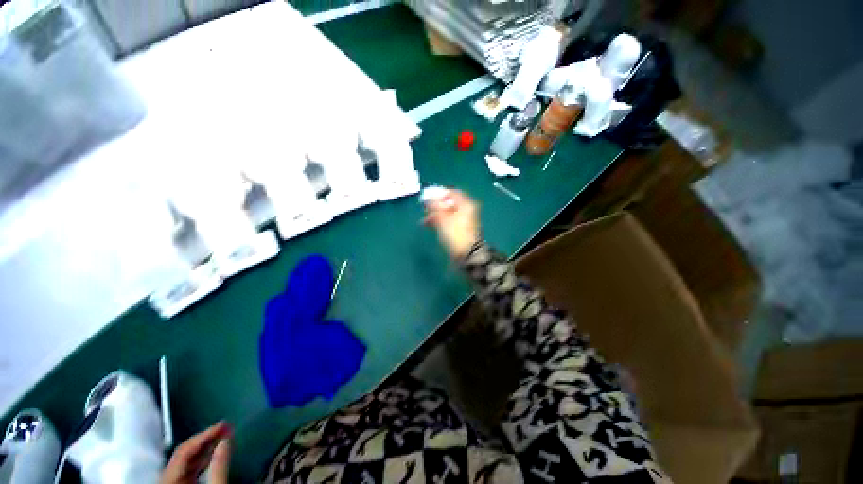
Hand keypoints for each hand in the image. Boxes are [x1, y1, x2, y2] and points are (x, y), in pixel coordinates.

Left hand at [161, 422, 231, 483]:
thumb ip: (219, 467)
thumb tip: (227, 439)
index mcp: (168, 478)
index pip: (184, 449)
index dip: (204, 435)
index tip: (224, 423)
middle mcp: (166, 476)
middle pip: (183, 453)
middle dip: (206, 439)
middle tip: (227, 426)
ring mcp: (171, 480)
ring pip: (186, 460)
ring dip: (205, 447)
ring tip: (224, 435)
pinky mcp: (178, 483)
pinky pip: (188, 467)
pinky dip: (202, 458)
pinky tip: (215, 452)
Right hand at [423, 189, 480, 258]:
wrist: (466, 253)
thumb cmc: (455, 233)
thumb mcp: (442, 218)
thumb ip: (434, 206)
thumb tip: (428, 198)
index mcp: (466, 203)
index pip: (451, 192)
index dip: (438, 194)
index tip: (427, 198)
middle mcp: (467, 209)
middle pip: (449, 202)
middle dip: (435, 206)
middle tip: (425, 209)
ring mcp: (464, 219)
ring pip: (447, 212)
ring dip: (435, 214)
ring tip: (424, 220)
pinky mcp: (461, 228)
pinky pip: (449, 220)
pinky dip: (439, 221)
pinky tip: (429, 225)